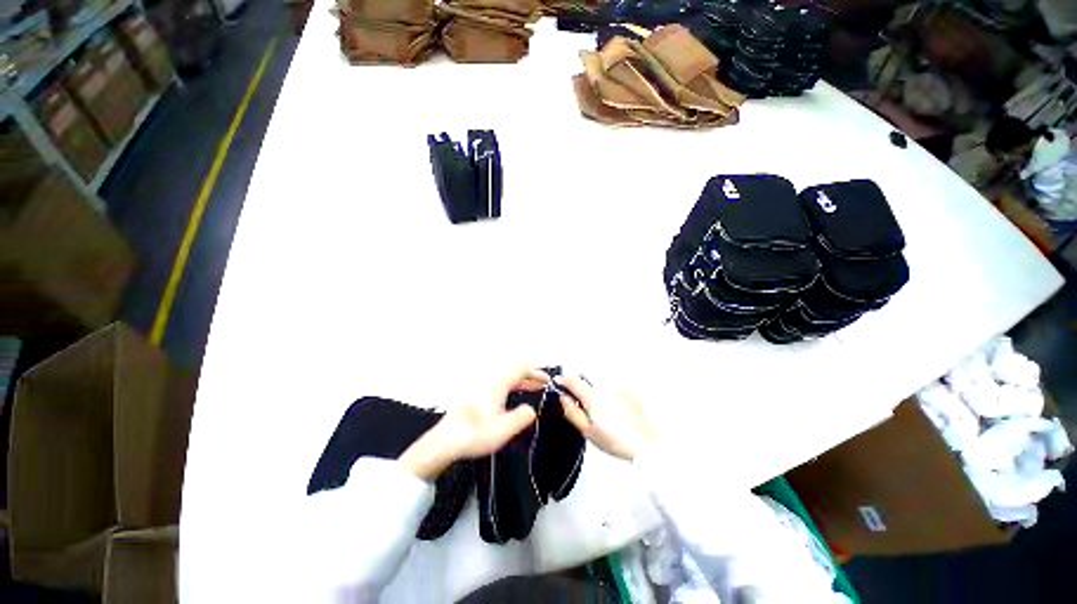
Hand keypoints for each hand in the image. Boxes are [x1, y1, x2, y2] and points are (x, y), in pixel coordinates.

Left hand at [399, 367, 548, 480]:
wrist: (445, 442)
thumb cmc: (474, 434)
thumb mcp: (504, 428)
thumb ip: (522, 417)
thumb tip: (531, 410)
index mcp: (498, 384)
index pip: (521, 369)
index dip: (536, 373)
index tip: (547, 381)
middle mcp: (490, 383)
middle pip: (514, 373)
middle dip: (530, 378)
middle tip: (543, 387)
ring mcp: (482, 390)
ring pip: (506, 381)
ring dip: (521, 385)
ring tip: (532, 392)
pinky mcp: (476, 399)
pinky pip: (499, 388)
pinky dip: (511, 390)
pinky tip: (512, 402)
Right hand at [555, 374, 655, 460]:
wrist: (644, 445)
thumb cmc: (614, 441)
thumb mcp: (587, 431)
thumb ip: (572, 412)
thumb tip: (562, 397)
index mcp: (593, 397)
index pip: (573, 380)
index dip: (563, 379)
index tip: (557, 382)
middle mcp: (605, 386)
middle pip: (586, 372)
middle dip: (577, 377)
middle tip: (575, 391)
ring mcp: (618, 386)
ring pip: (598, 377)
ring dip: (592, 383)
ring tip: (594, 401)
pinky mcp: (628, 390)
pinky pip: (611, 383)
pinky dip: (605, 389)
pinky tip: (610, 404)